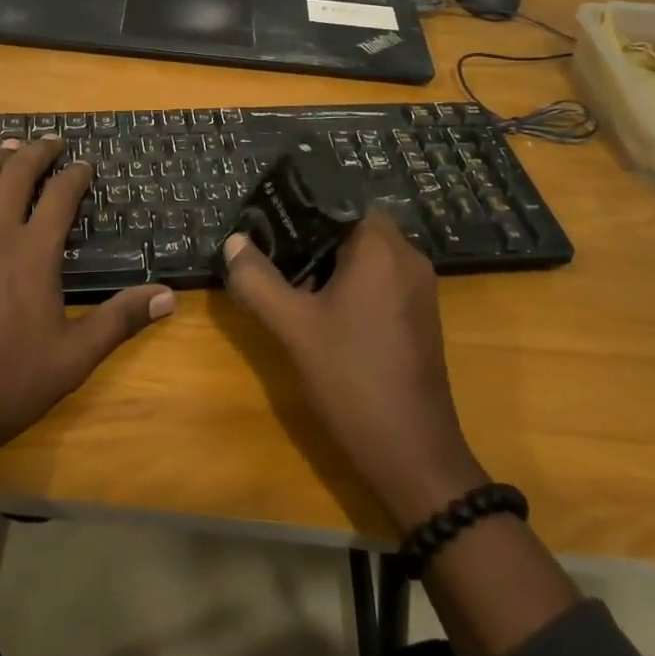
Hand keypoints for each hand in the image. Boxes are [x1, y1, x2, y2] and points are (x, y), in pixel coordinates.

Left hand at [0, 138, 175, 477]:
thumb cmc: (6, 386)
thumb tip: (169, 296)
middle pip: (16, 174)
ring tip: (12, 149)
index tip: (85, 164)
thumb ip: (120, 320)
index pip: (60, 196)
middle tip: (51, 142)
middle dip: (37, 153)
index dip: (75, 175)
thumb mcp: (73, 358)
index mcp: (33, 253)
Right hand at [221, 211, 485, 526]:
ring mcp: (419, 288)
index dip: (301, 206)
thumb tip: (234, 242)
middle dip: (310, 237)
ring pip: (367, 255)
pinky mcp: (420, 315)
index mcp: (381, 248)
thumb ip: (258, 280)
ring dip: (329, 261)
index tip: (267, 219)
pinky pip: (381, 279)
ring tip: (288, 279)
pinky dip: (351, 282)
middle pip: (352, 226)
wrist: (413, 453)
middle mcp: (407, 258)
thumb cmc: (352, 379)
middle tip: (270, 250)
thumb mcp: (293, 328)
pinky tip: (321, 308)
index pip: (339, 201)